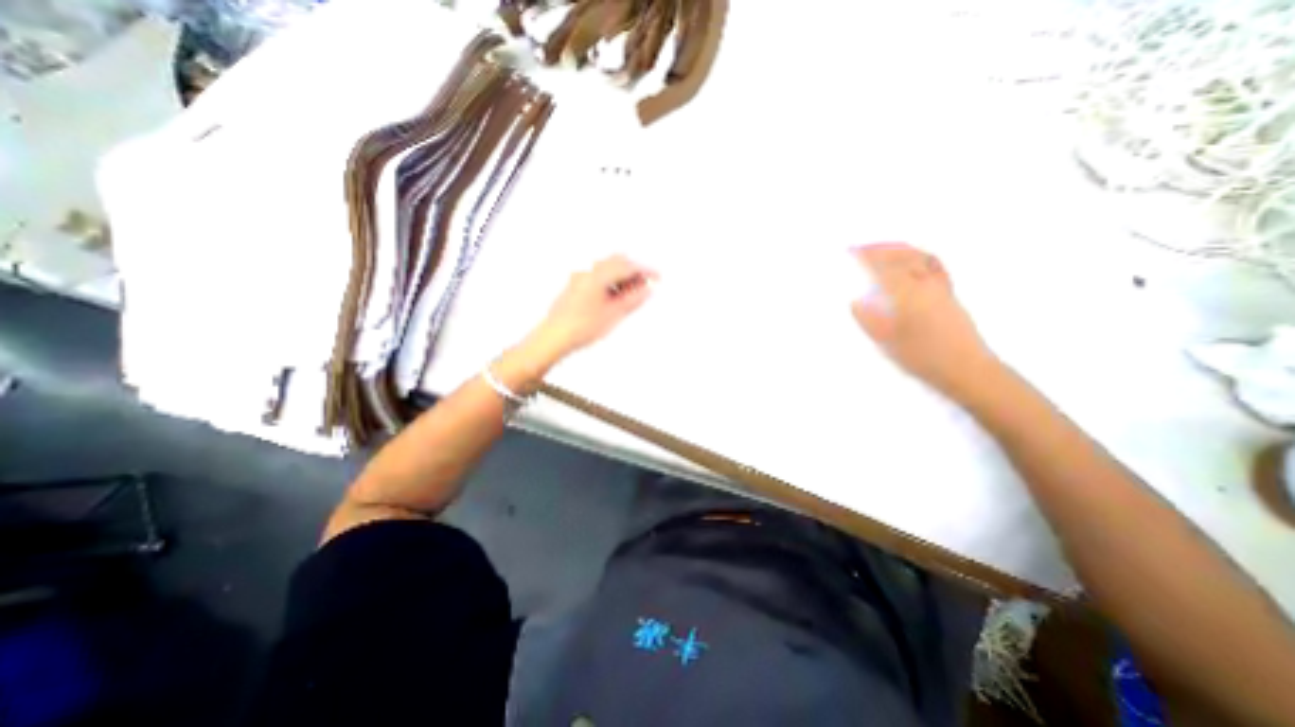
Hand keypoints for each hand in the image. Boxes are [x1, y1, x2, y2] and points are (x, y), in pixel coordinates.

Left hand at [524, 256, 659, 366]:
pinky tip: (614, 297)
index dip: (645, 270)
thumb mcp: (614, 314)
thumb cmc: (580, 327)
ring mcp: (579, 278)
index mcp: (598, 274)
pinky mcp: (575, 286)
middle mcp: (587, 271)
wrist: (553, 337)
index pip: (628, 266)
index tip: (657, 276)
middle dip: (633, 271)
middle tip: (645, 285)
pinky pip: (597, 276)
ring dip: (622, 276)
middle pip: (616, 262)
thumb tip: (646, 290)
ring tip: (631, 295)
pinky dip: (610, 282)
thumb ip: (633, 299)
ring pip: (606, 269)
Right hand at [853, 245, 998, 401]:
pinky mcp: (949, 294)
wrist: (966, 368)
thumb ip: (869, 319)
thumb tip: (855, 302)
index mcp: (906, 294)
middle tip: (861, 249)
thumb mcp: (887, 342)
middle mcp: (924, 284)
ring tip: (883, 249)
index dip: (864, 258)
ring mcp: (940, 287)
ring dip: (899, 250)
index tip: (849, 252)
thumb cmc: (922, 356)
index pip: (881, 268)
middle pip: (901, 257)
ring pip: (919, 258)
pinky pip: (935, 266)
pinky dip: (921, 257)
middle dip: (879, 249)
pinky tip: (915, 261)